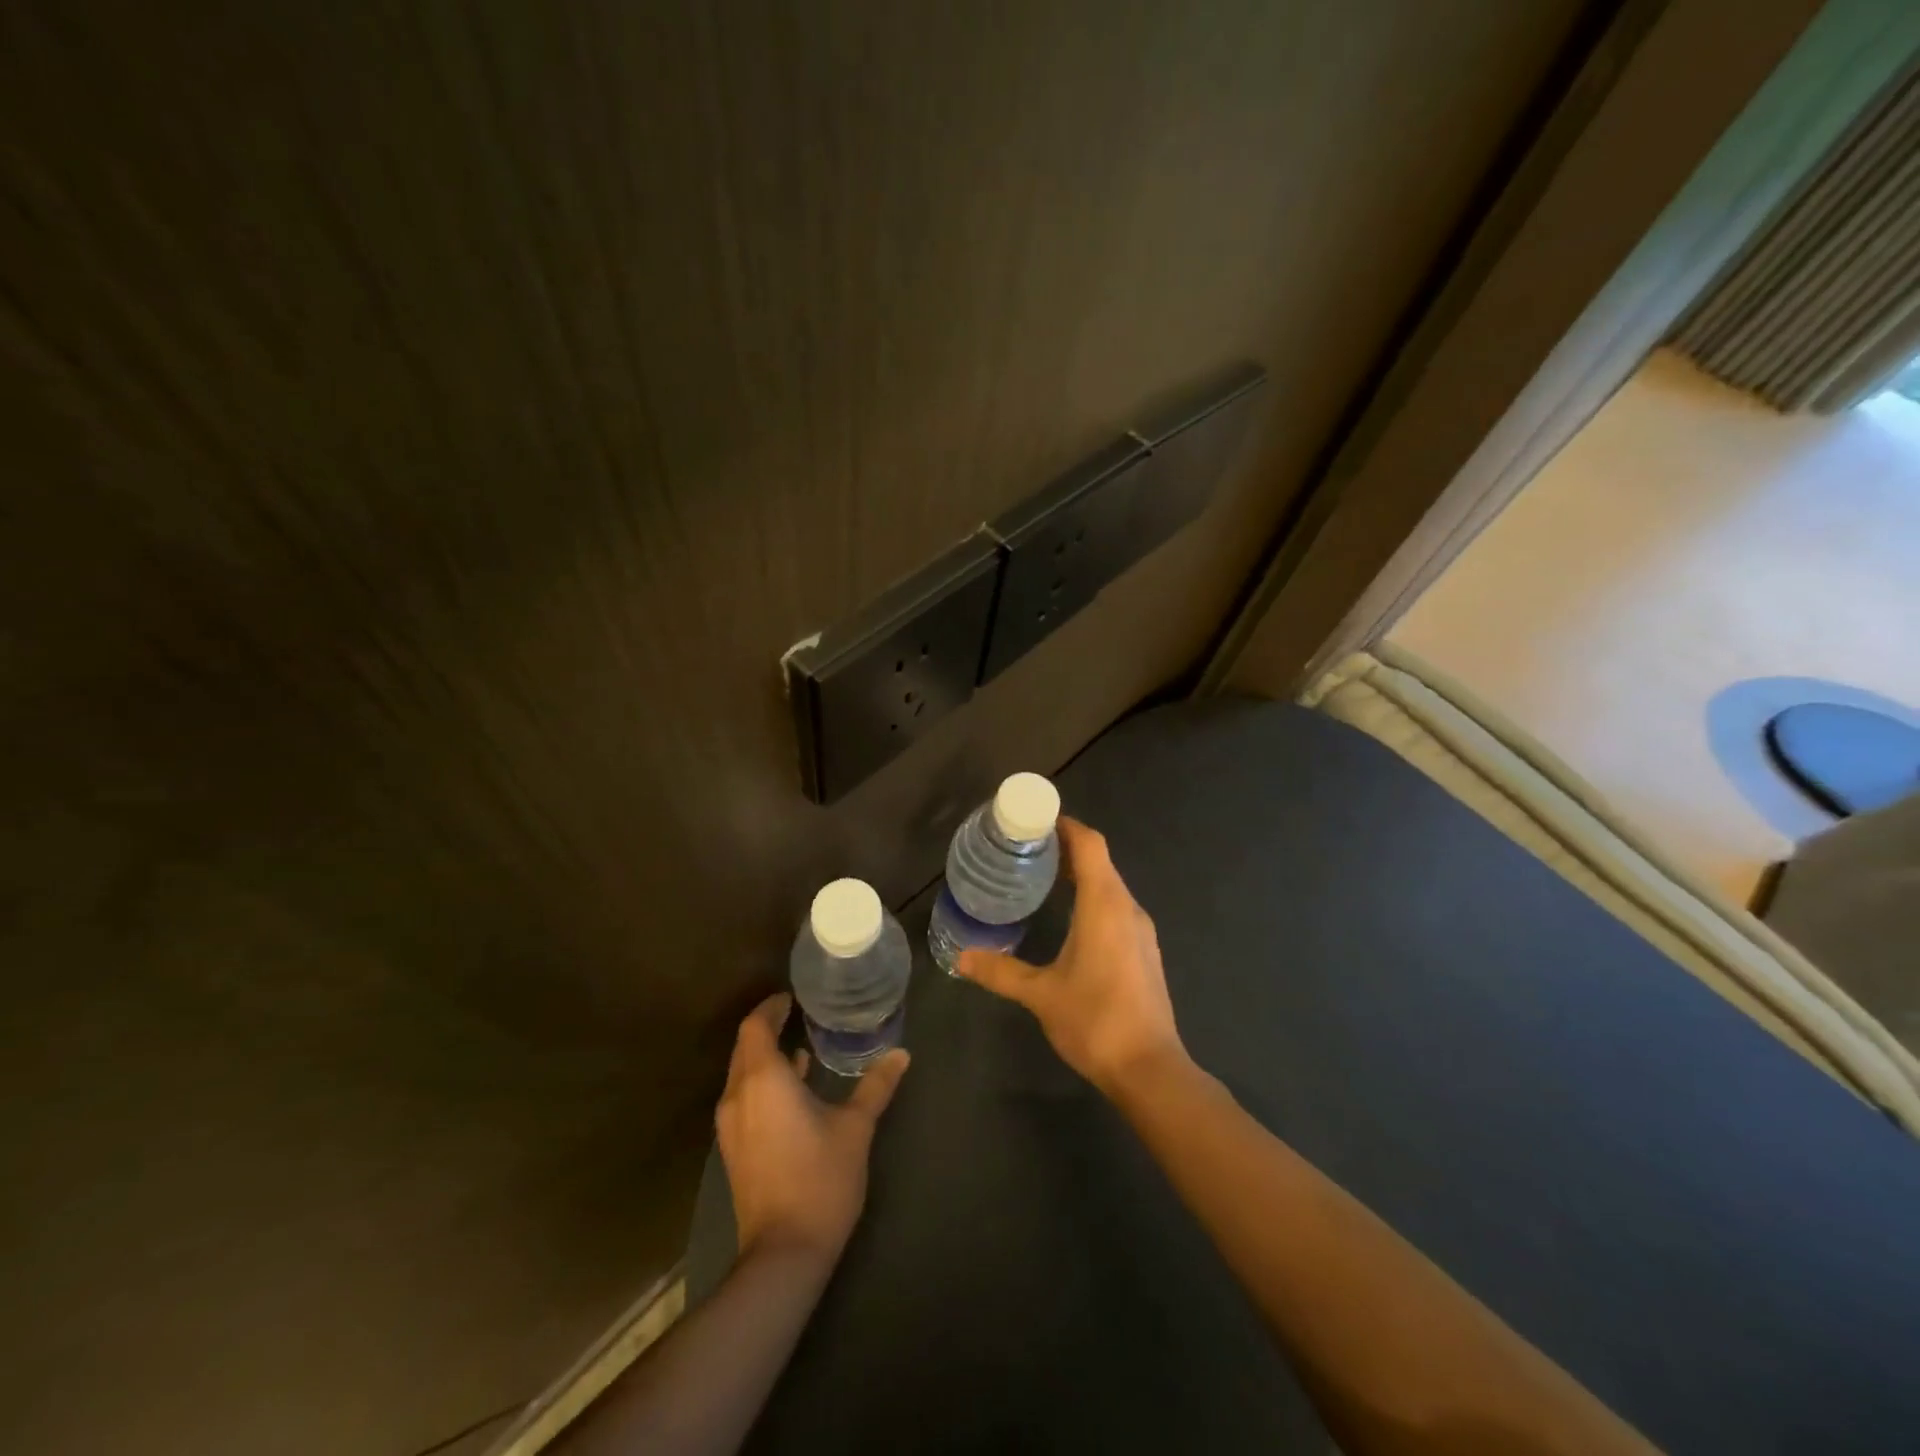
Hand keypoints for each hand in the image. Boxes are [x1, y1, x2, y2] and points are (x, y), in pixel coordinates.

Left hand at [716, 993, 909, 1265]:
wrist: (783, 1254)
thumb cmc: (820, 1179)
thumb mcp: (855, 1128)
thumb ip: (875, 1086)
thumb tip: (901, 1054)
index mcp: (764, 1080)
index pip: (756, 1026)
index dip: (771, 1007)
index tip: (792, 997)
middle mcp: (738, 1095)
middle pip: (745, 1048)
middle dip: (768, 1028)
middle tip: (800, 1016)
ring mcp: (731, 1126)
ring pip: (742, 1075)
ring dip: (766, 1058)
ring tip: (802, 1048)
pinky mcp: (734, 1149)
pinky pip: (743, 1098)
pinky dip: (763, 1083)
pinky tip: (794, 1090)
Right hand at [956, 817, 1186, 1095]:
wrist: (1150, 1069)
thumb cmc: (1095, 1020)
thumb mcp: (1040, 994)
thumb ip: (1001, 972)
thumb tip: (961, 959)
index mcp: (1105, 905)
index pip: (1090, 845)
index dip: (1065, 826)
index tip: (1034, 820)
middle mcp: (1128, 908)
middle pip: (1100, 861)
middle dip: (1067, 848)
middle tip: (1026, 848)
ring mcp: (1141, 931)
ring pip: (1110, 885)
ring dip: (1081, 874)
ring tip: (1042, 877)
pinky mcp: (1144, 951)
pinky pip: (1117, 907)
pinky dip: (1093, 898)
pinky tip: (1069, 918)